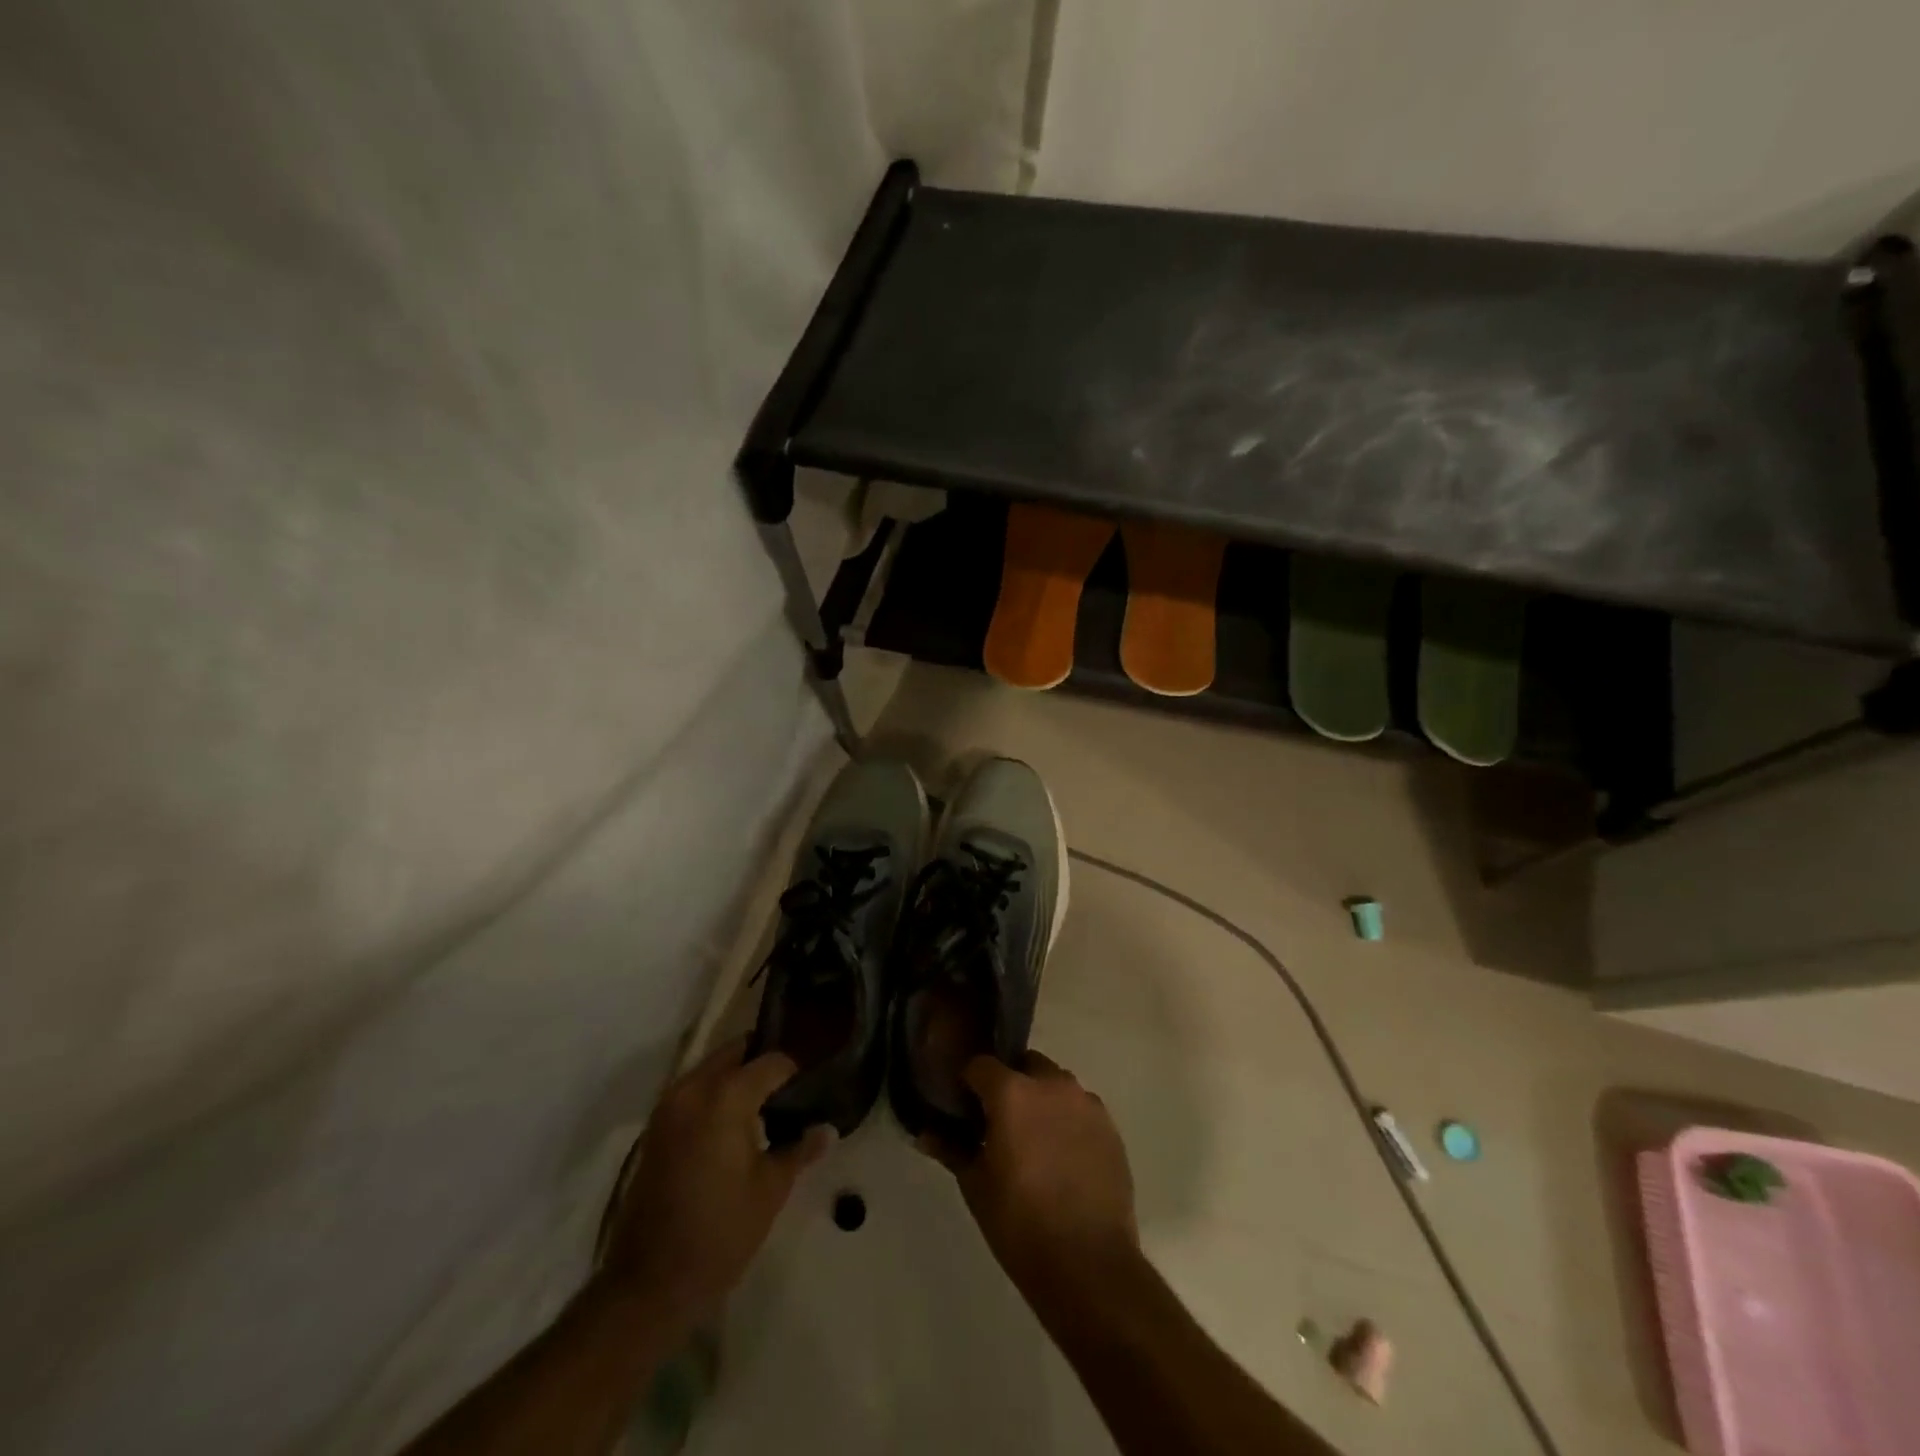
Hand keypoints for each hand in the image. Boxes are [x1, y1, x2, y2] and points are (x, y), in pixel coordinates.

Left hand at [598, 1038, 832, 1332]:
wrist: (649, 1284)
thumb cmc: (720, 1233)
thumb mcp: (771, 1190)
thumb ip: (800, 1149)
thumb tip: (827, 1129)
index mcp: (726, 1096)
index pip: (772, 1061)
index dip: (796, 1071)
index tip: (814, 1085)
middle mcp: (694, 1088)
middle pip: (737, 1052)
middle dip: (764, 1063)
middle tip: (792, 1088)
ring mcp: (669, 1106)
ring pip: (713, 1068)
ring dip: (738, 1076)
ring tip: (768, 1105)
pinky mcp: (656, 1128)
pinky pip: (694, 1091)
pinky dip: (716, 1094)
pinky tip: (737, 1124)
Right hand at [923, 1051, 1136, 1296]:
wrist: (1089, 1264)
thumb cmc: (1020, 1224)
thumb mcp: (976, 1187)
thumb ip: (952, 1150)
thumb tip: (925, 1133)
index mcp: (1012, 1092)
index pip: (981, 1065)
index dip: (969, 1082)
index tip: (964, 1106)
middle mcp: (1051, 1084)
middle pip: (1024, 1066)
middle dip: (1010, 1084)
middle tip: (1000, 1123)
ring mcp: (1085, 1103)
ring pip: (1055, 1084)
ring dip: (1041, 1100)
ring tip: (1034, 1141)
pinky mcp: (1110, 1126)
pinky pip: (1080, 1109)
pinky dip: (1068, 1121)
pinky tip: (1063, 1157)